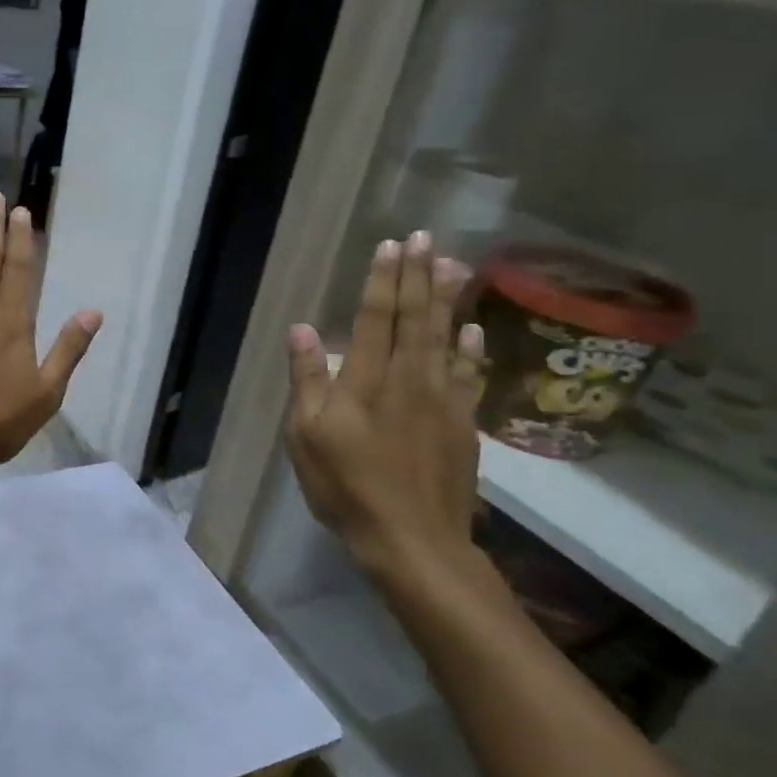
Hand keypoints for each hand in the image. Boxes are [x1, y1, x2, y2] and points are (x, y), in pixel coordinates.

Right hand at [285, 233, 487, 585]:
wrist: (412, 538)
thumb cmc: (346, 485)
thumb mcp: (306, 435)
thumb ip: (307, 379)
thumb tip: (303, 329)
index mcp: (367, 380)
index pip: (376, 318)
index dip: (383, 280)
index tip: (391, 245)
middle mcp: (410, 379)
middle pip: (416, 318)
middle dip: (419, 276)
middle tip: (427, 238)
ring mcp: (443, 400)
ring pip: (447, 338)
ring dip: (448, 299)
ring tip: (453, 265)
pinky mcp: (463, 424)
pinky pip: (471, 375)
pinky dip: (472, 349)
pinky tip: (473, 331)